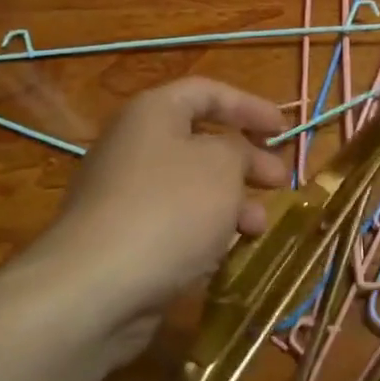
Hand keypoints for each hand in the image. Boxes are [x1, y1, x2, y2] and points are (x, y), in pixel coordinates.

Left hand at [41, 77, 288, 331]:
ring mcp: (124, 195)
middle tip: (279, 180)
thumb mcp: (222, 165)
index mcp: (153, 113)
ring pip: (191, 188)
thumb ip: (240, 148)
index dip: (249, 106)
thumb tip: (234, 155)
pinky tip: (228, 253)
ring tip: (259, 227)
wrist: (96, 288)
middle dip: (246, 160)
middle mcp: (134, 146)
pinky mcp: (123, 239)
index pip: (208, 92)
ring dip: (231, 202)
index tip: (283, 129)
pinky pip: (174, 223)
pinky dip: (205, 231)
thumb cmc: (169, 208)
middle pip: (201, 142)